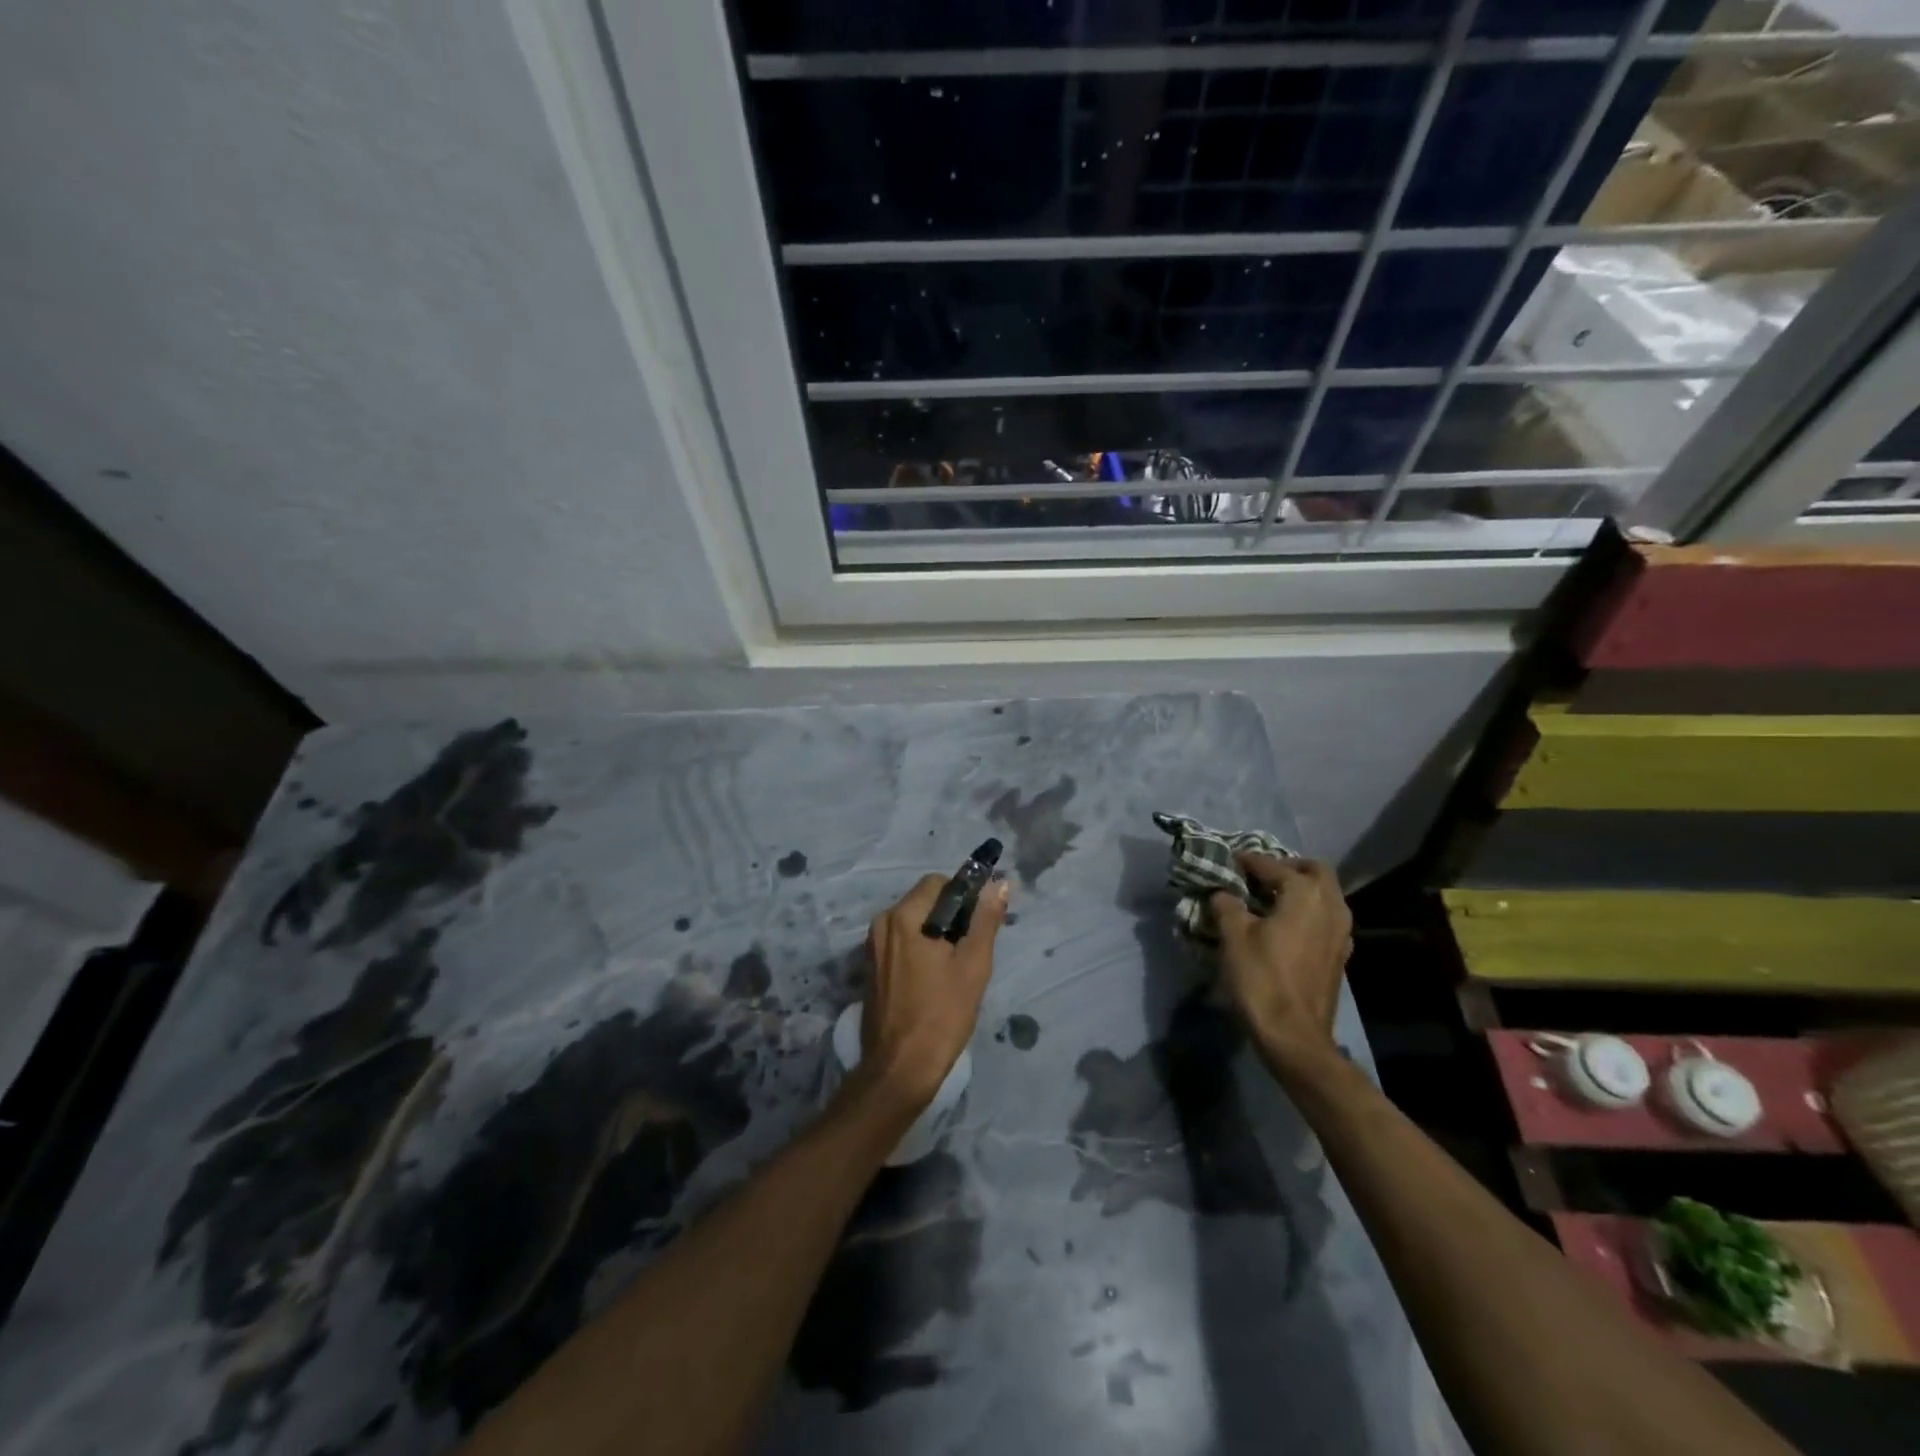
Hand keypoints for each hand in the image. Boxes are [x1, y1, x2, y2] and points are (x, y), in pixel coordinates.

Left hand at [858, 873, 1009, 1112]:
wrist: (900, 1068)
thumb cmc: (941, 1015)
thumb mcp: (973, 965)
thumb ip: (985, 920)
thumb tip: (998, 884)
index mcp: (903, 917)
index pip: (938, 883)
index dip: (964, 896)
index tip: (980, 922)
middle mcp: (882, 924)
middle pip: (924, 901)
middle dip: (951, 917)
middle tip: (971, 949)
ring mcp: (873, 947)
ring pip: (914, 923)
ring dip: (937, 934)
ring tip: (955, 968)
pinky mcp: (871, 968)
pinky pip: (901, 943)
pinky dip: (921, 949)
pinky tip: (935, 979)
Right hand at [1210, 855, 1352, 1075]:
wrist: (1294, 1035)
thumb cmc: (1261, 979)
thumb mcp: (1233, 936)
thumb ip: (1227, 905)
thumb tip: (1223, 893)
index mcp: (1305, 893)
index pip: (1272, 865)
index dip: (1247, 861)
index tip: (1227, 862)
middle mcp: (1331, 905)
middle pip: (1313, 870)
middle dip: (1285, 867)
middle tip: (1257, 876)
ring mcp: (1341, 931)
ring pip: (1324, 894)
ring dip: (1299, 889)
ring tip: (1266, 900)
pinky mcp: (1340, 953)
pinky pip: (1325, 917)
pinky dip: (1306, 911)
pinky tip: (1283, 926)